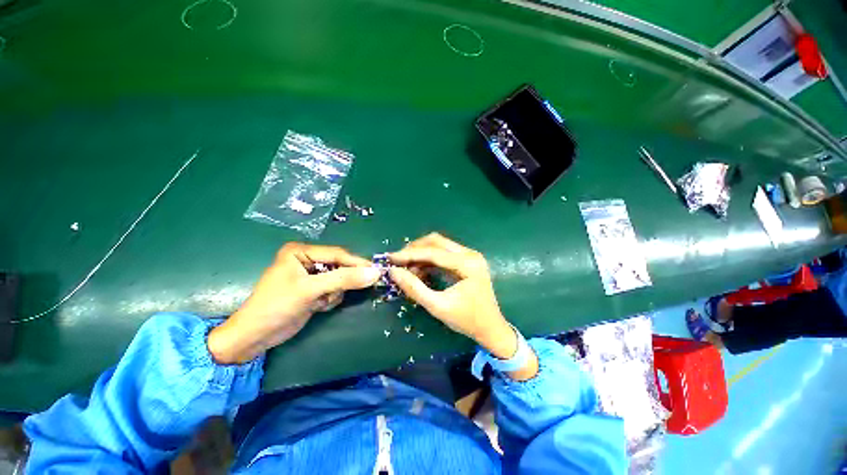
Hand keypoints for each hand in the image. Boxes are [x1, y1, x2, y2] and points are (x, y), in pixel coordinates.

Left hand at [207, 243, 380, 363]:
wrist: (253, 338)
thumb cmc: (276, 307)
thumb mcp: (311, 290)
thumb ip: (344, 280)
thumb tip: (375, 273)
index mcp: (301, 251)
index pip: (337, 254)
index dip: (357, 263)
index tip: (376, 271)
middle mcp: (307, 260)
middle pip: (339, 266)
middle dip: (341, 282)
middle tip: (345, 291)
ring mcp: (310, 276)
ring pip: (339, 280)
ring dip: (334, 293)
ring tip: (320, 302)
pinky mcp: (313, 290)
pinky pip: (334, 290)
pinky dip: (330, 299)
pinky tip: (317, 306)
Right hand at [388, 233, 536, 378]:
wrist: (491, 329)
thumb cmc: (467, 320)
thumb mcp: (438, 307)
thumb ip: (414, 288)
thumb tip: (393, 272)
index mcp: (467, 264)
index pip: (433, 252)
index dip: (409, 254)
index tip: (390, 258)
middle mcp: (470, 254)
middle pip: (436, 241)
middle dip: (415, 249)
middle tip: (398, 261)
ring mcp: (470, 256)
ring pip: (439, 245)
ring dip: (421, 254)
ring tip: (407, 268)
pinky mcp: (467, 261)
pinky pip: (444, 254)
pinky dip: (429, 260)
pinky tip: (419, 270)